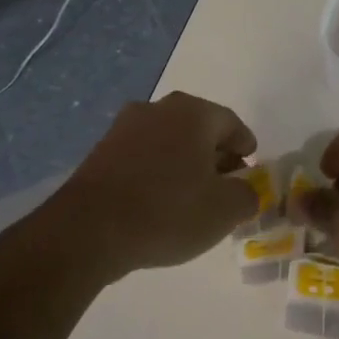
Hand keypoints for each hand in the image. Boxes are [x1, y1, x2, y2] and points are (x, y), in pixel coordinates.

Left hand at [52, 91, 258, 279]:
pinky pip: (142, 155)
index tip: (250, 169)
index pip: (231, 123)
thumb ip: (247, 196)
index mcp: (193, 113)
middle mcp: (158, 109)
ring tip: (191, 196)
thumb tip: (246, 191)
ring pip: (168, 140)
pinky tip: (158, 201)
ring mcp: (125, 127)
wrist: (89, 230)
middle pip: (198, 128)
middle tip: (225, 184)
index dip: (245, 146)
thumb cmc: (167, 212)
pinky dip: (157, 171)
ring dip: (184, 162)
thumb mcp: (223, 211)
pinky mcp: (101, 150)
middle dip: (215, 154)